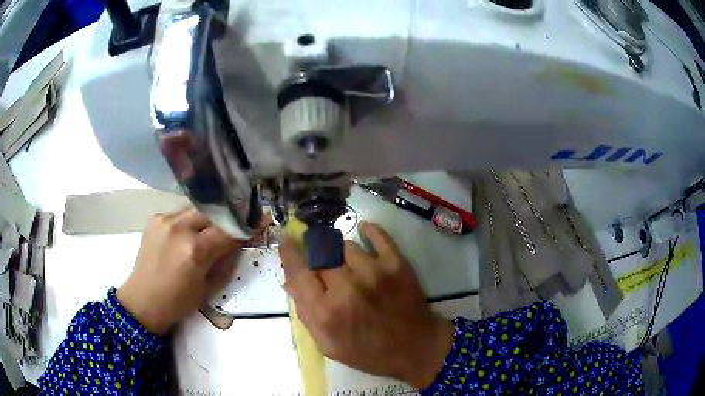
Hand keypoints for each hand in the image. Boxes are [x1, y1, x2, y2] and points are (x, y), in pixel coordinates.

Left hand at [117, 209, 241, 334]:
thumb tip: (240, 241)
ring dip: (208, 218)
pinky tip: (187, 234)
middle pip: (214, 212)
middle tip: (236, 224)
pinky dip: (189, 221)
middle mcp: (180, 228)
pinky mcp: (155, 218)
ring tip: (209, 231)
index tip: (261, 219)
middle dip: (227, 218)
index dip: (247, 225)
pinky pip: (180, 213)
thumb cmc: (179, 302)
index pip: (229, 230)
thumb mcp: (210, 288)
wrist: (143, 300)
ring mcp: (165, 220)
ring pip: (197, 209)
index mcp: (195, 251)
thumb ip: (227, 261)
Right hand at [280, 222, 453, 388]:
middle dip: (317, 257)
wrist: (415, 348)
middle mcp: (346, 287)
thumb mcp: (329, 345)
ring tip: (349, 265)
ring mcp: (373, 272)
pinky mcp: (396, 264)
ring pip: (345, 245)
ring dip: (341, 253)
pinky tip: (364, 232)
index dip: (289, 252)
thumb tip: (290, 281)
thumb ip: (306, 313)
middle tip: (324, 265)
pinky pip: (377, 236)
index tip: (286, 240)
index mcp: (326, 312)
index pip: (299, 271)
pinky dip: (369, 231)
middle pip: (320, 254)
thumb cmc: (369, 353)